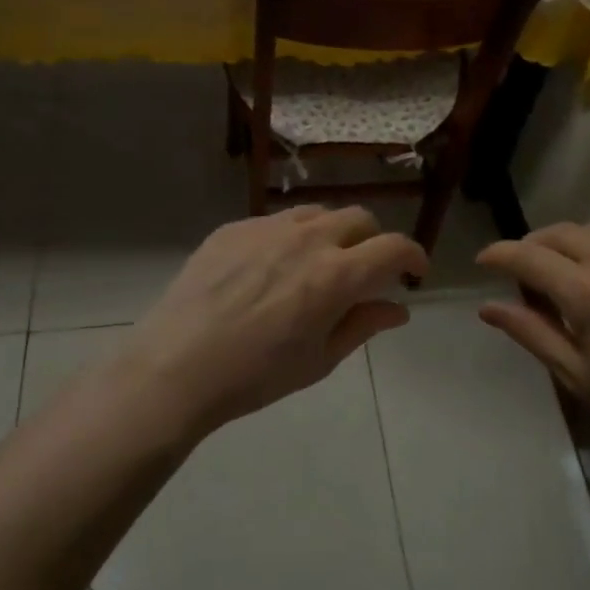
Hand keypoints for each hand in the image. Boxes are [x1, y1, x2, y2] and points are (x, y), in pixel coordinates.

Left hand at [118, 206, 428, 439]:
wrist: (175, 367)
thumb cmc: (256, 376)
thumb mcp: (319, 360)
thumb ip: (363, 325)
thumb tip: (398, 308)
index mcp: (336, 275)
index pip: (393, 247)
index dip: (412, 255)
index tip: (413, 271)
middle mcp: (308, 239)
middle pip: (358, 218)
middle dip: (372, 240)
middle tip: (364, 271)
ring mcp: (267, 228)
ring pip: (317, 213)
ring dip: (332, 233)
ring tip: (318, 264)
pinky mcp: (233, 228)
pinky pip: (276, 222)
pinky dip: (290, 238)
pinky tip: (270, 269)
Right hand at [476, 223, 589, 474]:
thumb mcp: (577, 375)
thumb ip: (530, 332)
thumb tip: (487, 308)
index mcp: (588, 294)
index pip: (529, 257)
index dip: (499, 255)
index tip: (482, 261)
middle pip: (559, 233)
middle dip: (532, 246)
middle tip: (520, 273)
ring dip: (567, 243)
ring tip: (561, 274)